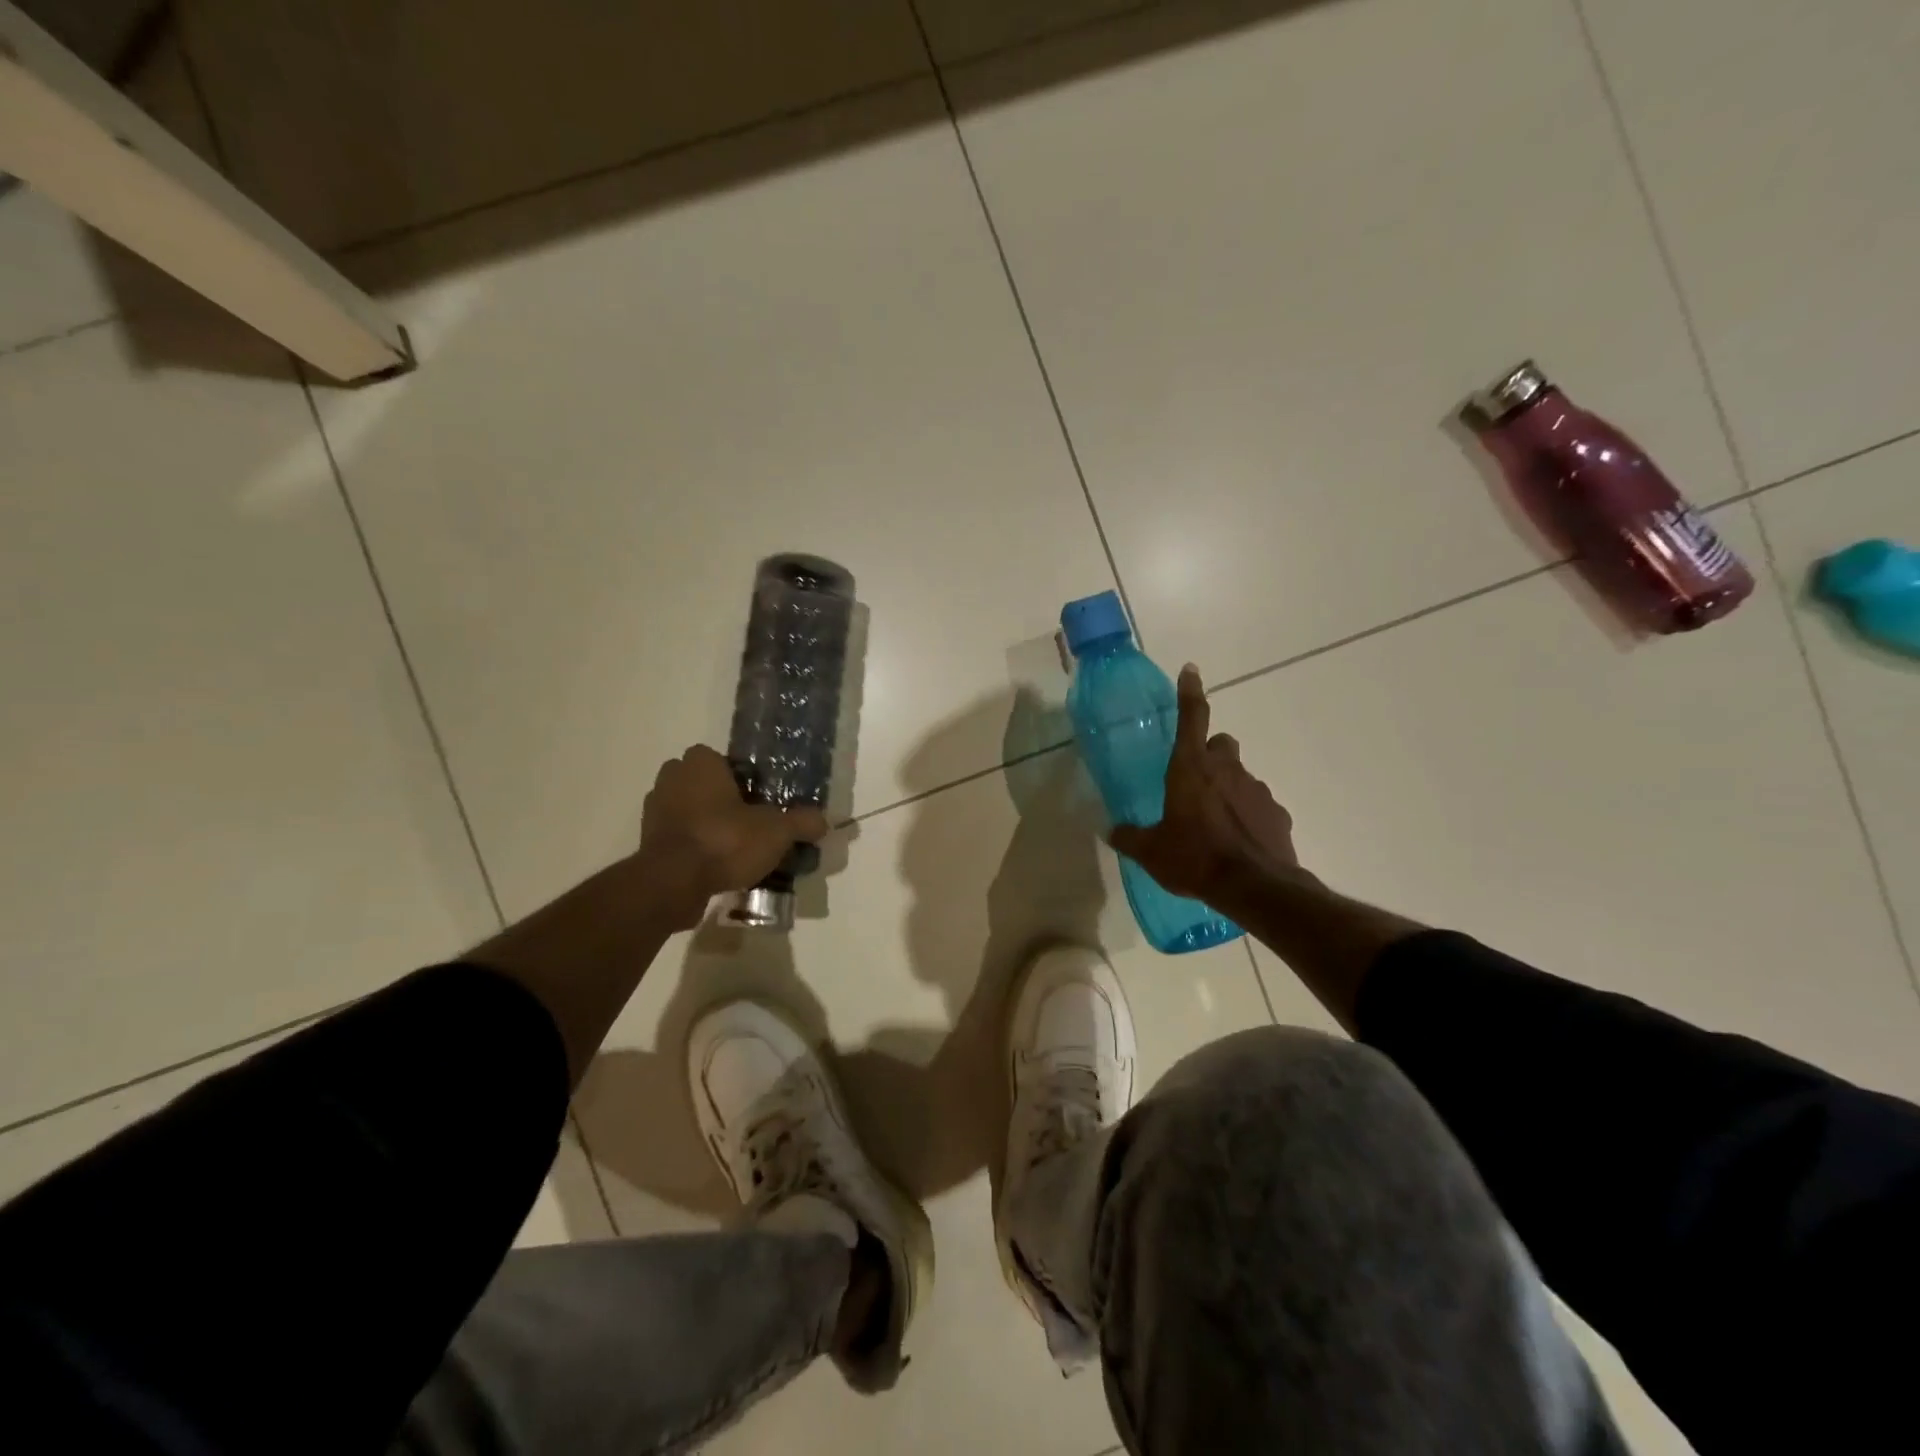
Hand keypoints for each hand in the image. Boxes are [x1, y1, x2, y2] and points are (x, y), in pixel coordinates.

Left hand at [637, 745, 829, 928]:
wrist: (672, 884)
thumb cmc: (724, 840)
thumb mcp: (776, 831)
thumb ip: (801, 822)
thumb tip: (824, 821)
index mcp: (700, 764)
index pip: (720, 759)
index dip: (739, 777)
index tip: (757, 799)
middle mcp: (671, 779)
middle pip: (703, 784)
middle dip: (721, 799)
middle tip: (748, 822)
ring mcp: (654, 812)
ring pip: (688, 811)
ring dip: (706, 824)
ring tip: (735, 849)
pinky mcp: (648, 844)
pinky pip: (678, 838)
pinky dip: (693, 848)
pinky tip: (716, 867)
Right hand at [1109, 665, 1298, 906]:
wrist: (1254, 888)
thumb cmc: (1195, 859)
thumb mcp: (1151, 852)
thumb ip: (1129, 837)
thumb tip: (1111, 831)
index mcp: (1191, 769)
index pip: (1191, 718)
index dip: (1190, 692)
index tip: (1191, 670)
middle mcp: (1227, 770)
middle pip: (1222, 744)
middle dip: (1211, 753)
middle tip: (1196, 780)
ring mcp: (1257, 789)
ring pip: (1241, 775)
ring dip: (1228, 788)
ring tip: (1215, 823)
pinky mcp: (1277, 814)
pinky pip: (1259, 805)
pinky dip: (1248, 815)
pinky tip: (1238, 841)